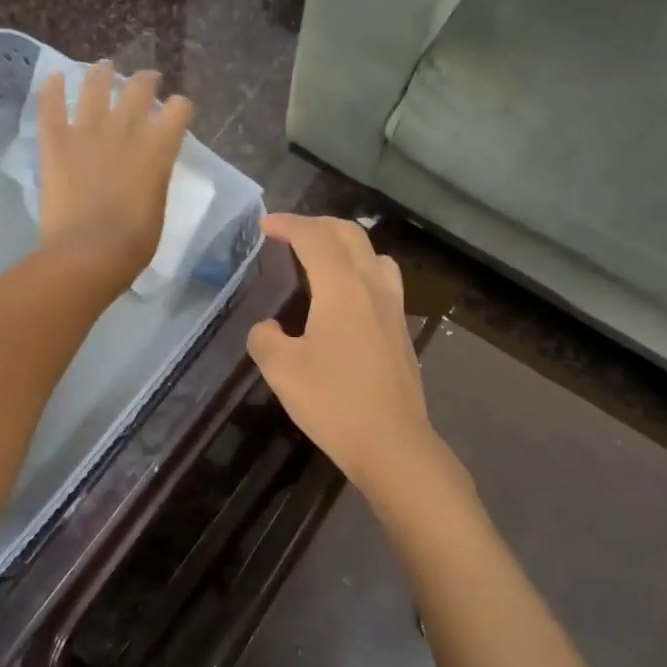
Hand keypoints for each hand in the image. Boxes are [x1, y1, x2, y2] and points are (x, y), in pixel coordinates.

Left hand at [37, 62, 193, 293]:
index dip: (179, 108)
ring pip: (95, 85)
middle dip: (146, 81)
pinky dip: (52, 88)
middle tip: (145, 82)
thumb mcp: (157, 206)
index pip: (179, 109)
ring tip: (102, 68)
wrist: (90, 253)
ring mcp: (88, 131)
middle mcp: (126, 129)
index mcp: (159, 148)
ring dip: (101, 73)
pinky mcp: (56, 141)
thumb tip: (146, 171)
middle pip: (139, 88)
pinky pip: (51, 104)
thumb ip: (154, 178)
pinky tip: (54, 77)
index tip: (176, 113)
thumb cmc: (134, 243)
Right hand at [248, 214, 451, 499]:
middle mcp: (372, 286)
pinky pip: (383, 280)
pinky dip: (360, 270)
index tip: (265, 225)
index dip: (288, 224)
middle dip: (317, 225)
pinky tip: (346, 299)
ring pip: (373, 255)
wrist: (391, 442)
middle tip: (290, 233)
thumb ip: (265, 339)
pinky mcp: (402, 330)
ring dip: (345, 245)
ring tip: (323, 259)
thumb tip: (269, 328)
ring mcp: (393, 307)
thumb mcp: (281, 370)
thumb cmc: (332, 401)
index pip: (314, 237)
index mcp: (341, 287)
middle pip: (349, 235)